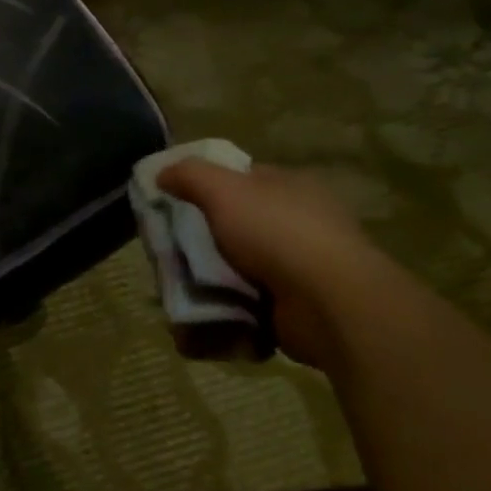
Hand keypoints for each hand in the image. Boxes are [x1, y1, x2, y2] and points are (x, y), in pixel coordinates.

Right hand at [156, 158, 386, 373]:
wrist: (329, 304)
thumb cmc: (277, 234)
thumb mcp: (224, 190)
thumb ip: (190, 176)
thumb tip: (162, 173)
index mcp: (290, 188)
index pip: (241, 180)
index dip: (205, 188)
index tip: (172, 204)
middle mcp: (298, 224)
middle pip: (233, 227)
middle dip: (199, 243)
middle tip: (168, 254)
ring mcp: (298, 268)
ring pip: (236, 269)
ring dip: (206, 282)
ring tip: (176, 291)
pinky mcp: (293, 308)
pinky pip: (245, 305)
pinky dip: (222, 312)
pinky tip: (198, 317)